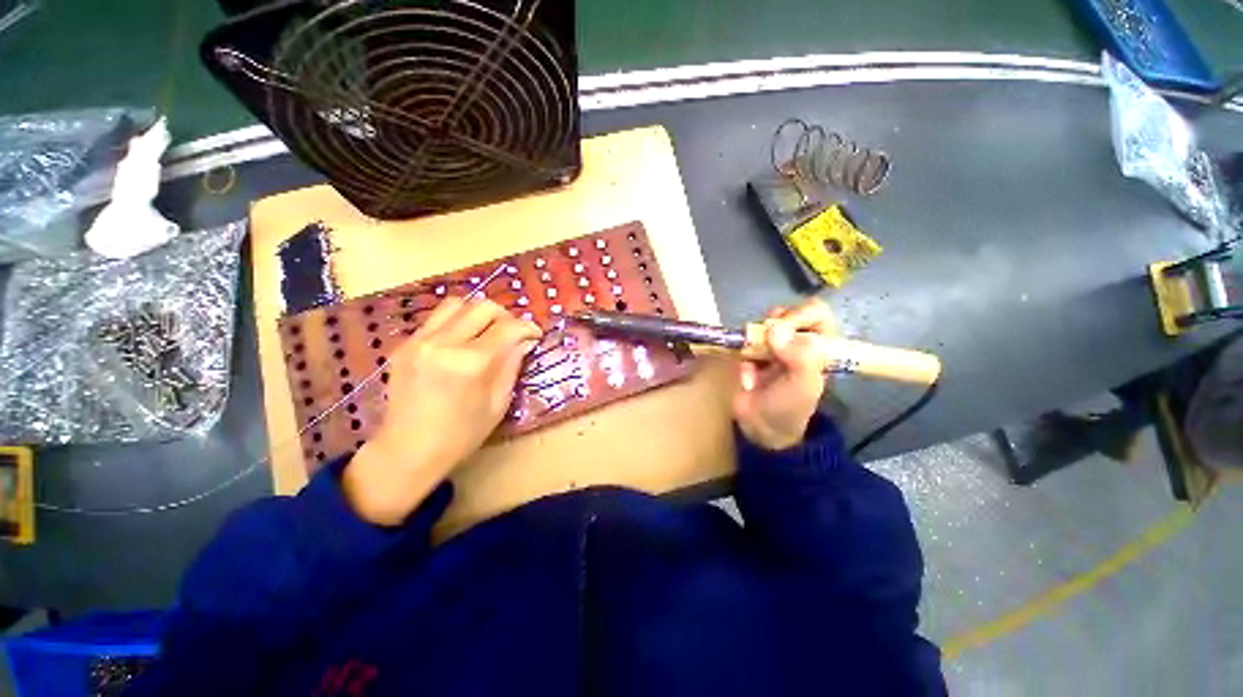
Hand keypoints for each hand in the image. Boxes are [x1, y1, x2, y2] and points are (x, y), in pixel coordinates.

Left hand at [344, 296, 541, 524]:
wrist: (407, 450)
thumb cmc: (461, 434)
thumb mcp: (498, 402)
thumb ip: (512, 364)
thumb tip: (525, 340)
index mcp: (472, 363)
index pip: (508, 327)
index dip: (528, 327)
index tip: (535, 335)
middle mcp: (444, 343)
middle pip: (483, 307)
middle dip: (505, 316)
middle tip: (512, 333)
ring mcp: (420, 341)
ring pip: (458, 304)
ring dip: (478, 313)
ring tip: (486, 331)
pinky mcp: (405, 344)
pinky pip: (437, 318)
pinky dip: (457, 321)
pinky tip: (462, 341)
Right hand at [732, 298, 834, 450]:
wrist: (761, 427)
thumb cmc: (790, 407)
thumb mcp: (804, 385)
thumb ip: (799, 356)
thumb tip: (775, 328)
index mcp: (820, 346)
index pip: (816, 313)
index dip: (798, 314)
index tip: (781, 328)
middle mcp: (797, 342)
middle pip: (787, 314)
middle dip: (774, 324)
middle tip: (765, 337)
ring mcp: (773, 348)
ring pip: (763, 325)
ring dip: (756, 339)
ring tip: (753, 356)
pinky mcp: (752, 354)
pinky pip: (745, 342)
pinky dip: (744, 354)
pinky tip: (748, 375)